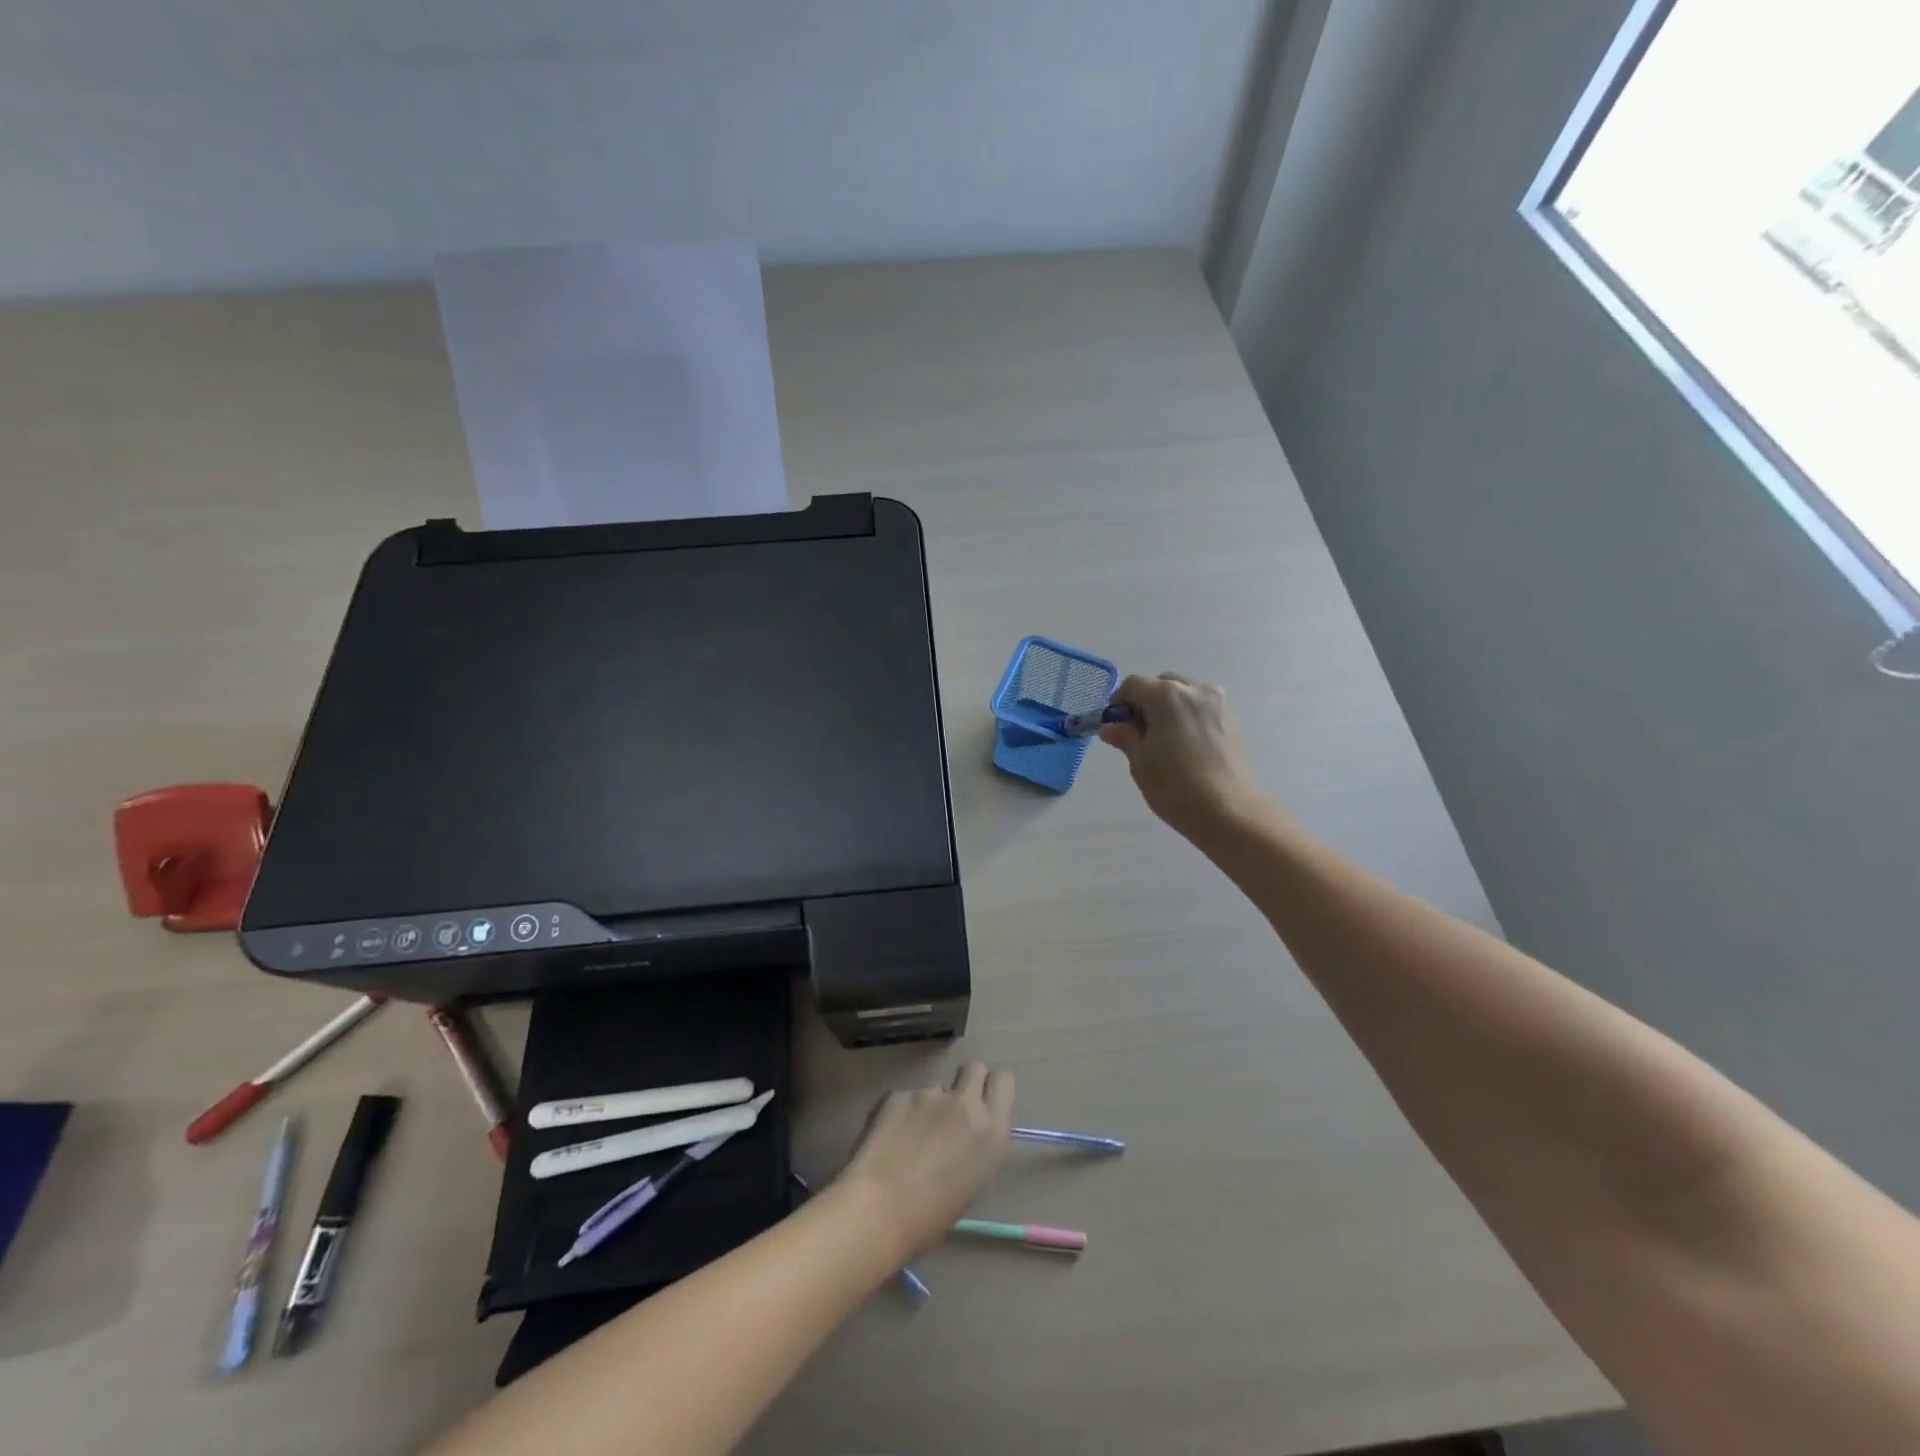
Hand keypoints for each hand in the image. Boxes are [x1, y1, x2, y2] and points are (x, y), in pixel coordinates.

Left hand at [836, 1063, 1014, 1260]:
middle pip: (974, 1067)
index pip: (1003, 1081)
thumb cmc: (930, 1218)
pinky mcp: (899, 1093)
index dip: (992, 1088)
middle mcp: (965, 1105)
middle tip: (953, 1110)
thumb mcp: (972, 1184)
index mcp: (991, 1132)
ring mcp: (930, 1094)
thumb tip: (963, 1139)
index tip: (983, 1104)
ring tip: (910, 1139)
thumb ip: (975, 1148)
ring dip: (930, 1105)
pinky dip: (901, 1113)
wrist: (879, 1210)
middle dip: (967, 1082)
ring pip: (937, 1087)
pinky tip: (888, 1140)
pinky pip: (907, 1097)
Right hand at [1100, 672, 1264, 841]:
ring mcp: (1218, 703)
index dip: (1119, 703)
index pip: (1133, 685)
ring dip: (1169, 706)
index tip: (1115, 726)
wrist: (1231, 813)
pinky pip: (1203, 707)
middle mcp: (1195, 690)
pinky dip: (1190, 715)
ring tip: (1165, 739)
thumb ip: (1125, 737)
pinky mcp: (1233, 720)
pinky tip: (1187, 744)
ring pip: (1185, 693)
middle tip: (1139, 733)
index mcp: (1167, 695)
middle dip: (1146, 701)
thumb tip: (1111, 726)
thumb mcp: (1141, 763)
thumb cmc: (1177, 787)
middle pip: (1162, 684)